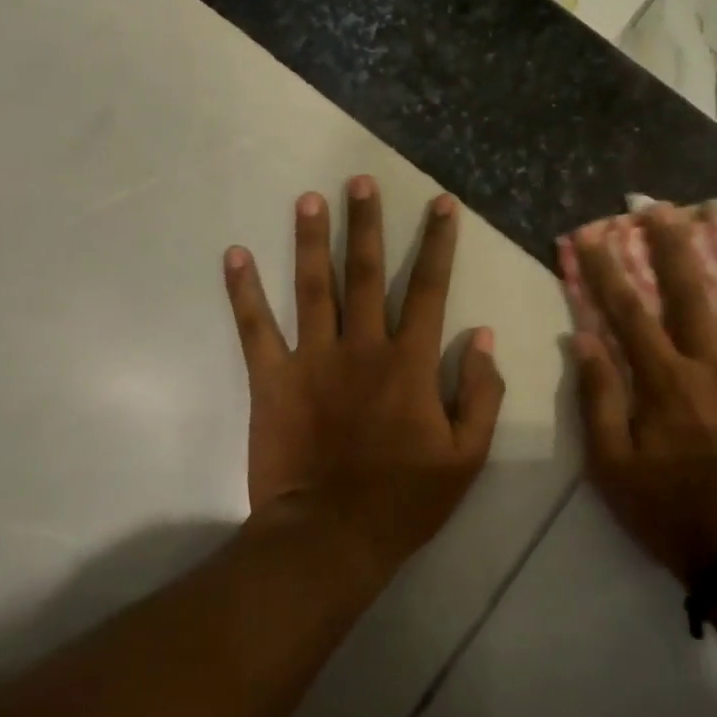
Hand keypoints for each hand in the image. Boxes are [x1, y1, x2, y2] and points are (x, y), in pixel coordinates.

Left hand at [223, 177, 504, 575]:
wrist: (331, 536)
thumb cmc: (405, 499)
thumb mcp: (467, 455)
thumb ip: (480, 392)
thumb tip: (481, 335)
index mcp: (410, 362)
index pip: (429, 288)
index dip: (438, 243)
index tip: (440, 203)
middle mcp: (362, 346)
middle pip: (367, 272)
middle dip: (367, 223)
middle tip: (360, 179)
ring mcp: (313, 359)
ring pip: (314, 286)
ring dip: (312, 239)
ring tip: (310, 199)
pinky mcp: (273, 379)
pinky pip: (256, 328)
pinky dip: (244, 291)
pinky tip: (235, 254)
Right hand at [571, 204, 716, 583]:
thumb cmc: (667, 511)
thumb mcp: (612, 465)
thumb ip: (598, 398)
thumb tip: (581, 339)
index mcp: (666, 382)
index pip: (627, 313)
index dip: (605, 271)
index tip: (590, 234)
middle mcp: (713, 367)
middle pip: (692, 293)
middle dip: (674, 244)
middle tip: (666, 204)